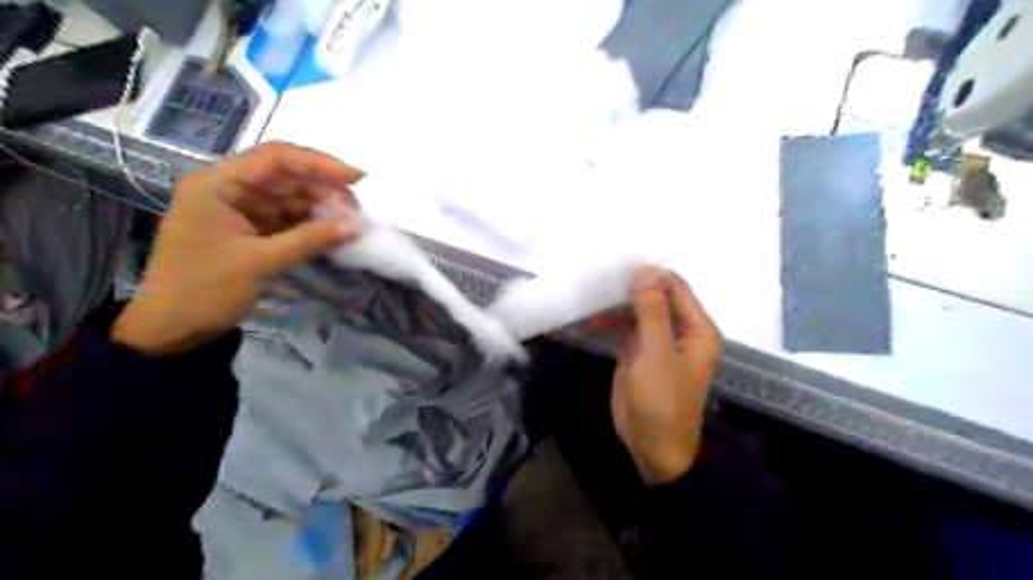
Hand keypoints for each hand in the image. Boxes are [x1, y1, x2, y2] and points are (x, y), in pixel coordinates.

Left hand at [111, 142, 361, 356]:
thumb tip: (358, 226)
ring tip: (350, 224)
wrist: (172, 328)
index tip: (358, 179)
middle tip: (357, 212)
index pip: (276, 158)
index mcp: (218, 183)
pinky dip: (309, 224)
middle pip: (285, 176)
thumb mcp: (262, 262)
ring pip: (289, 197)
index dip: (320, 164)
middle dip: (324, 190)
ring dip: (320, 208)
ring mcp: (238, 208)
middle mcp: (228, 187)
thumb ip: (311, 240)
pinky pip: (285, 218)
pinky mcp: (248, 228)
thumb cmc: (206, 290)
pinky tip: (332, 232)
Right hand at [602, 267, 719, 483]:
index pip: (675, 287)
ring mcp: (657, 341)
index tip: (619, 266)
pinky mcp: (638, 353)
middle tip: (600, 277)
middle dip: (630, 287)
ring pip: (638, 311)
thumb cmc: (662, 400)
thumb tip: (647, 270)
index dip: (650, 275)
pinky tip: (591, 316)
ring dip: (617, 303)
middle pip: (656, 296)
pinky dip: (610, 321)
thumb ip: (652, 311)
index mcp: (696, 329)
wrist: (652, 446)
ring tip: (592, 294)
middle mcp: (680, 330)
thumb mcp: (656, 353)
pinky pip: (626, 328)